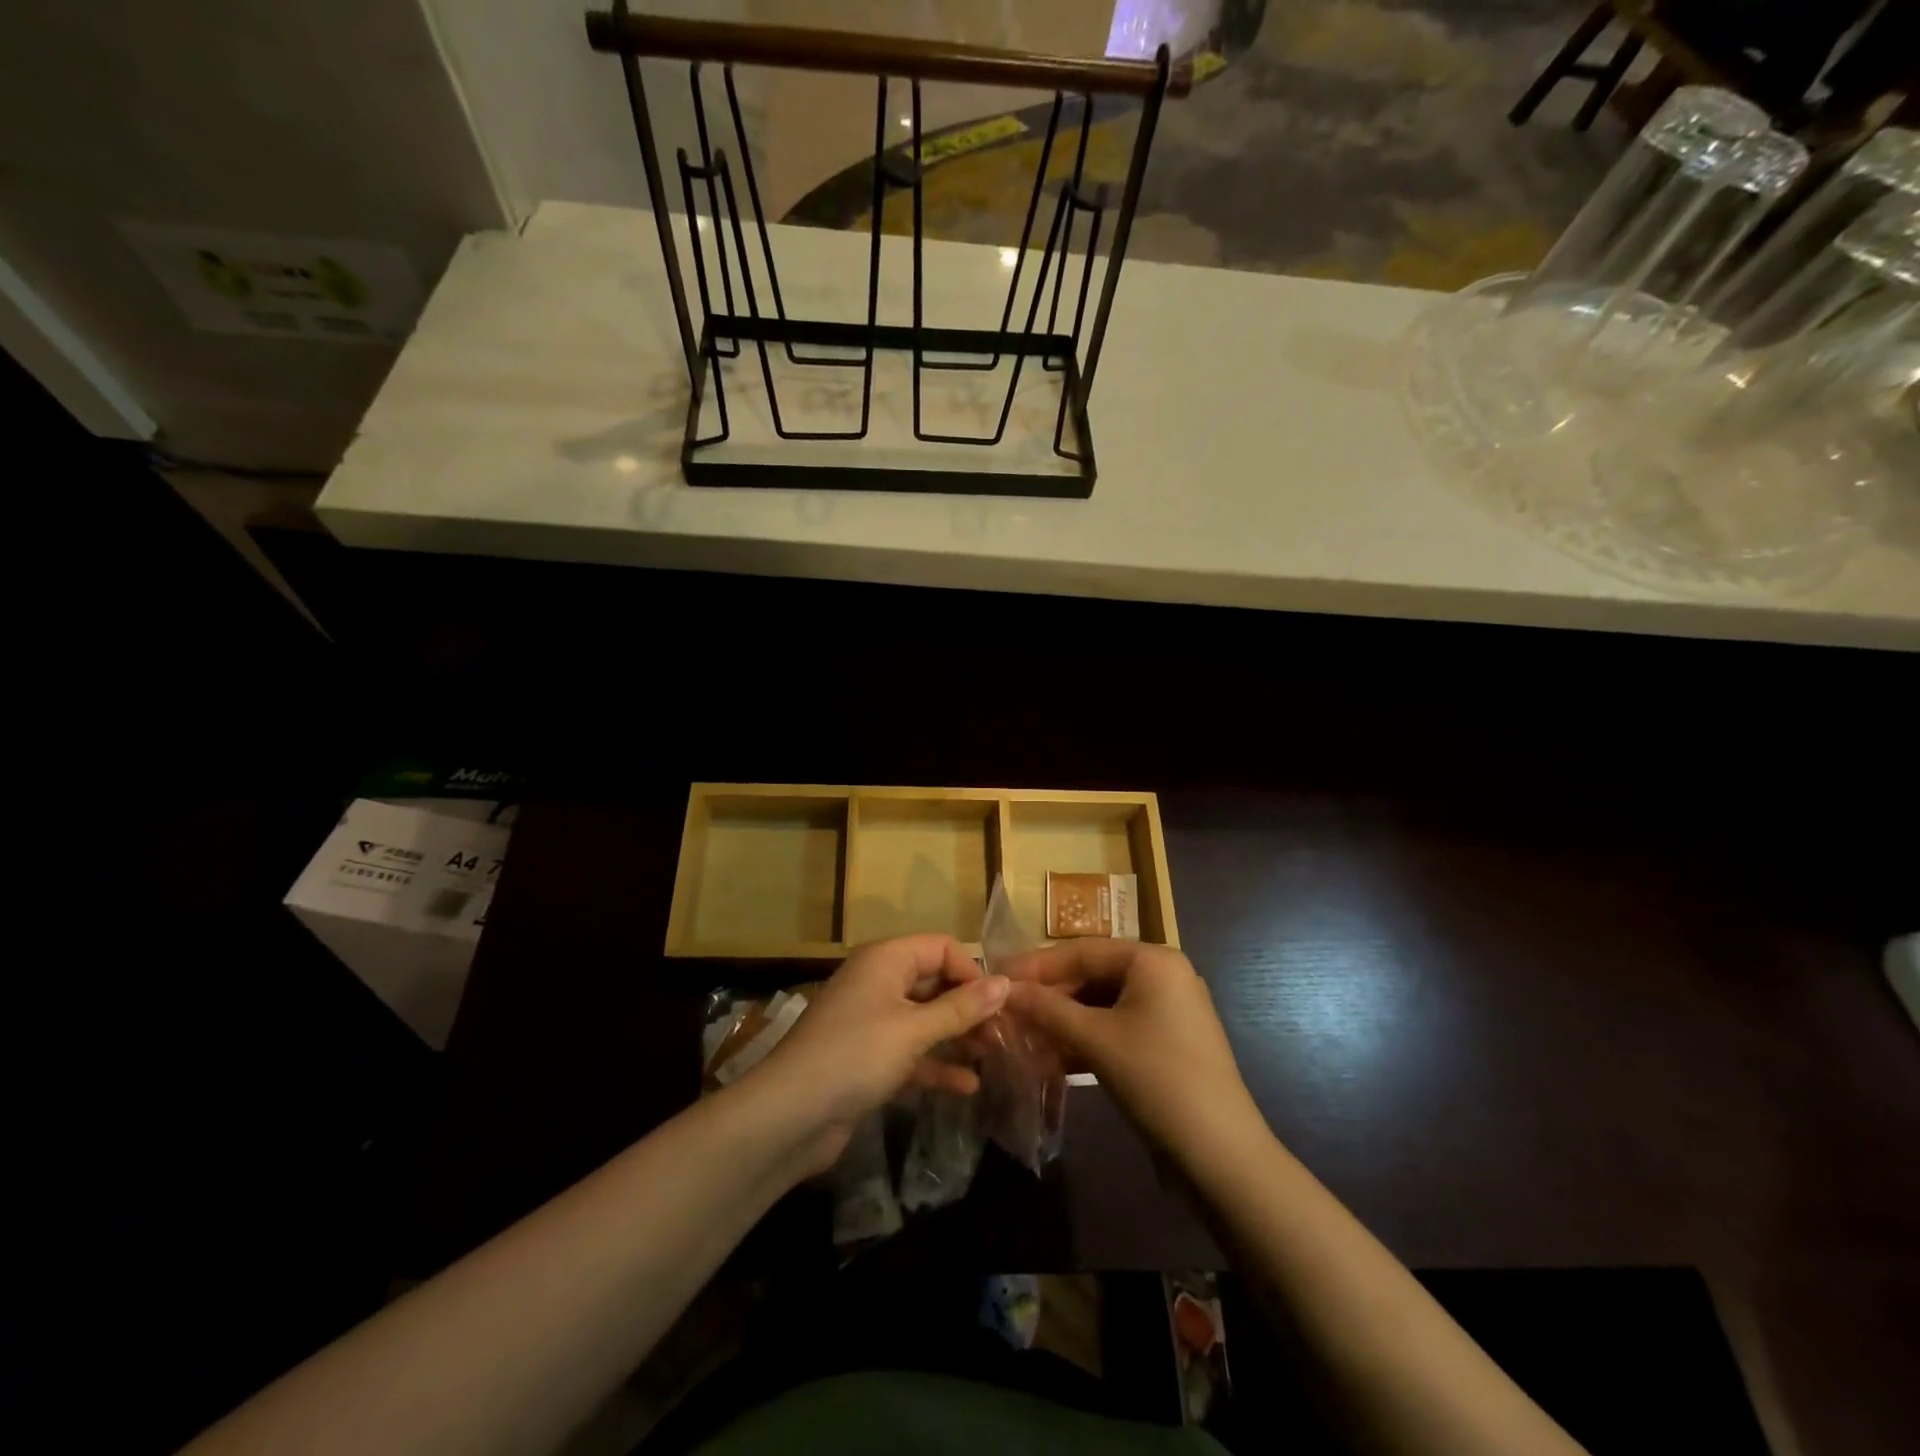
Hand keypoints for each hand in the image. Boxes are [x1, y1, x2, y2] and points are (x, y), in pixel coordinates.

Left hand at [753, 934, 1009, 1172]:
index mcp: (885, 960)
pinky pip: (911, 1052)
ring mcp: (872, 1021)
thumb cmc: (855, 1056)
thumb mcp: (913, 1030)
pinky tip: (968, 1086)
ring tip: (994, 1056)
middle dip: (969, 1006)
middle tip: (1005, 1034)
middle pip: (934, 982)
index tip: (999, 1005)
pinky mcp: (868, 1058)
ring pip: (925, 1019)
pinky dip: (936, 1065)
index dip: (972, 972)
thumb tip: (1005, 982)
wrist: (789, 1115)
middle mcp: (879, 982)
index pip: (941, 948)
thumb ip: (961, 1008)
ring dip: (958, 1035)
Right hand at [1004, 941, 1264, 1165]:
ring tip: (1023, 1035)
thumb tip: (1003, 990)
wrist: (1220, 1156)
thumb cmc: (1157, 1079)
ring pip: (1102, 1005)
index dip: (1036, 965)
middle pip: (1092, 975)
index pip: (1082, 951)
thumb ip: (1047, 1009)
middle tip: (1007, 1011)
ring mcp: (1168, 1011)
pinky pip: (1116, 1028)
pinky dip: (1086, 1040)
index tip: (997, 977)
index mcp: (1152, 960)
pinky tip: (1053, 1058)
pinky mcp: (1166, 1044)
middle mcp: (1163, 975)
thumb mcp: (1096, 1040)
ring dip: (1064, 1021)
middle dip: (1050, 996)